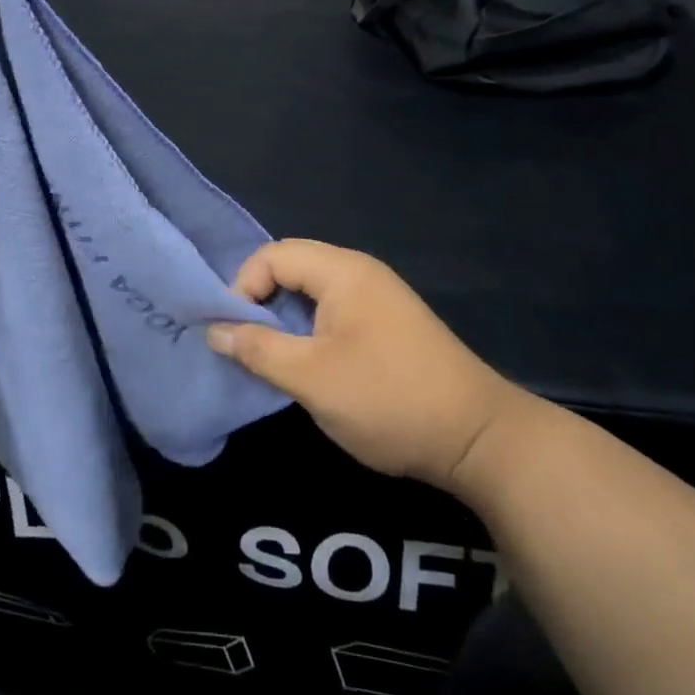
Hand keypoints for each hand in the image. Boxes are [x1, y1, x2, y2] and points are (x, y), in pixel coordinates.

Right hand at [207, 239, 526, 496]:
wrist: (479, 439)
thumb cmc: (388, 399)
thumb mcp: (311, 378)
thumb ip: (258, 349)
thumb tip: (214, 329)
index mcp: (342, 271)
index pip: (273, 255)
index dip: (244, 287)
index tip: (234, 332)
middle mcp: (360, 272)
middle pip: (293, 267)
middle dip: (262, 302)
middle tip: (248, 346)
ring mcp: (379, 296)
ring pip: (313, 292)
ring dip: (286, 320)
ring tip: (273, 359)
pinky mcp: (389, 323)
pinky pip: (335, 310)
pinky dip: (311, 330)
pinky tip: (310, 365)